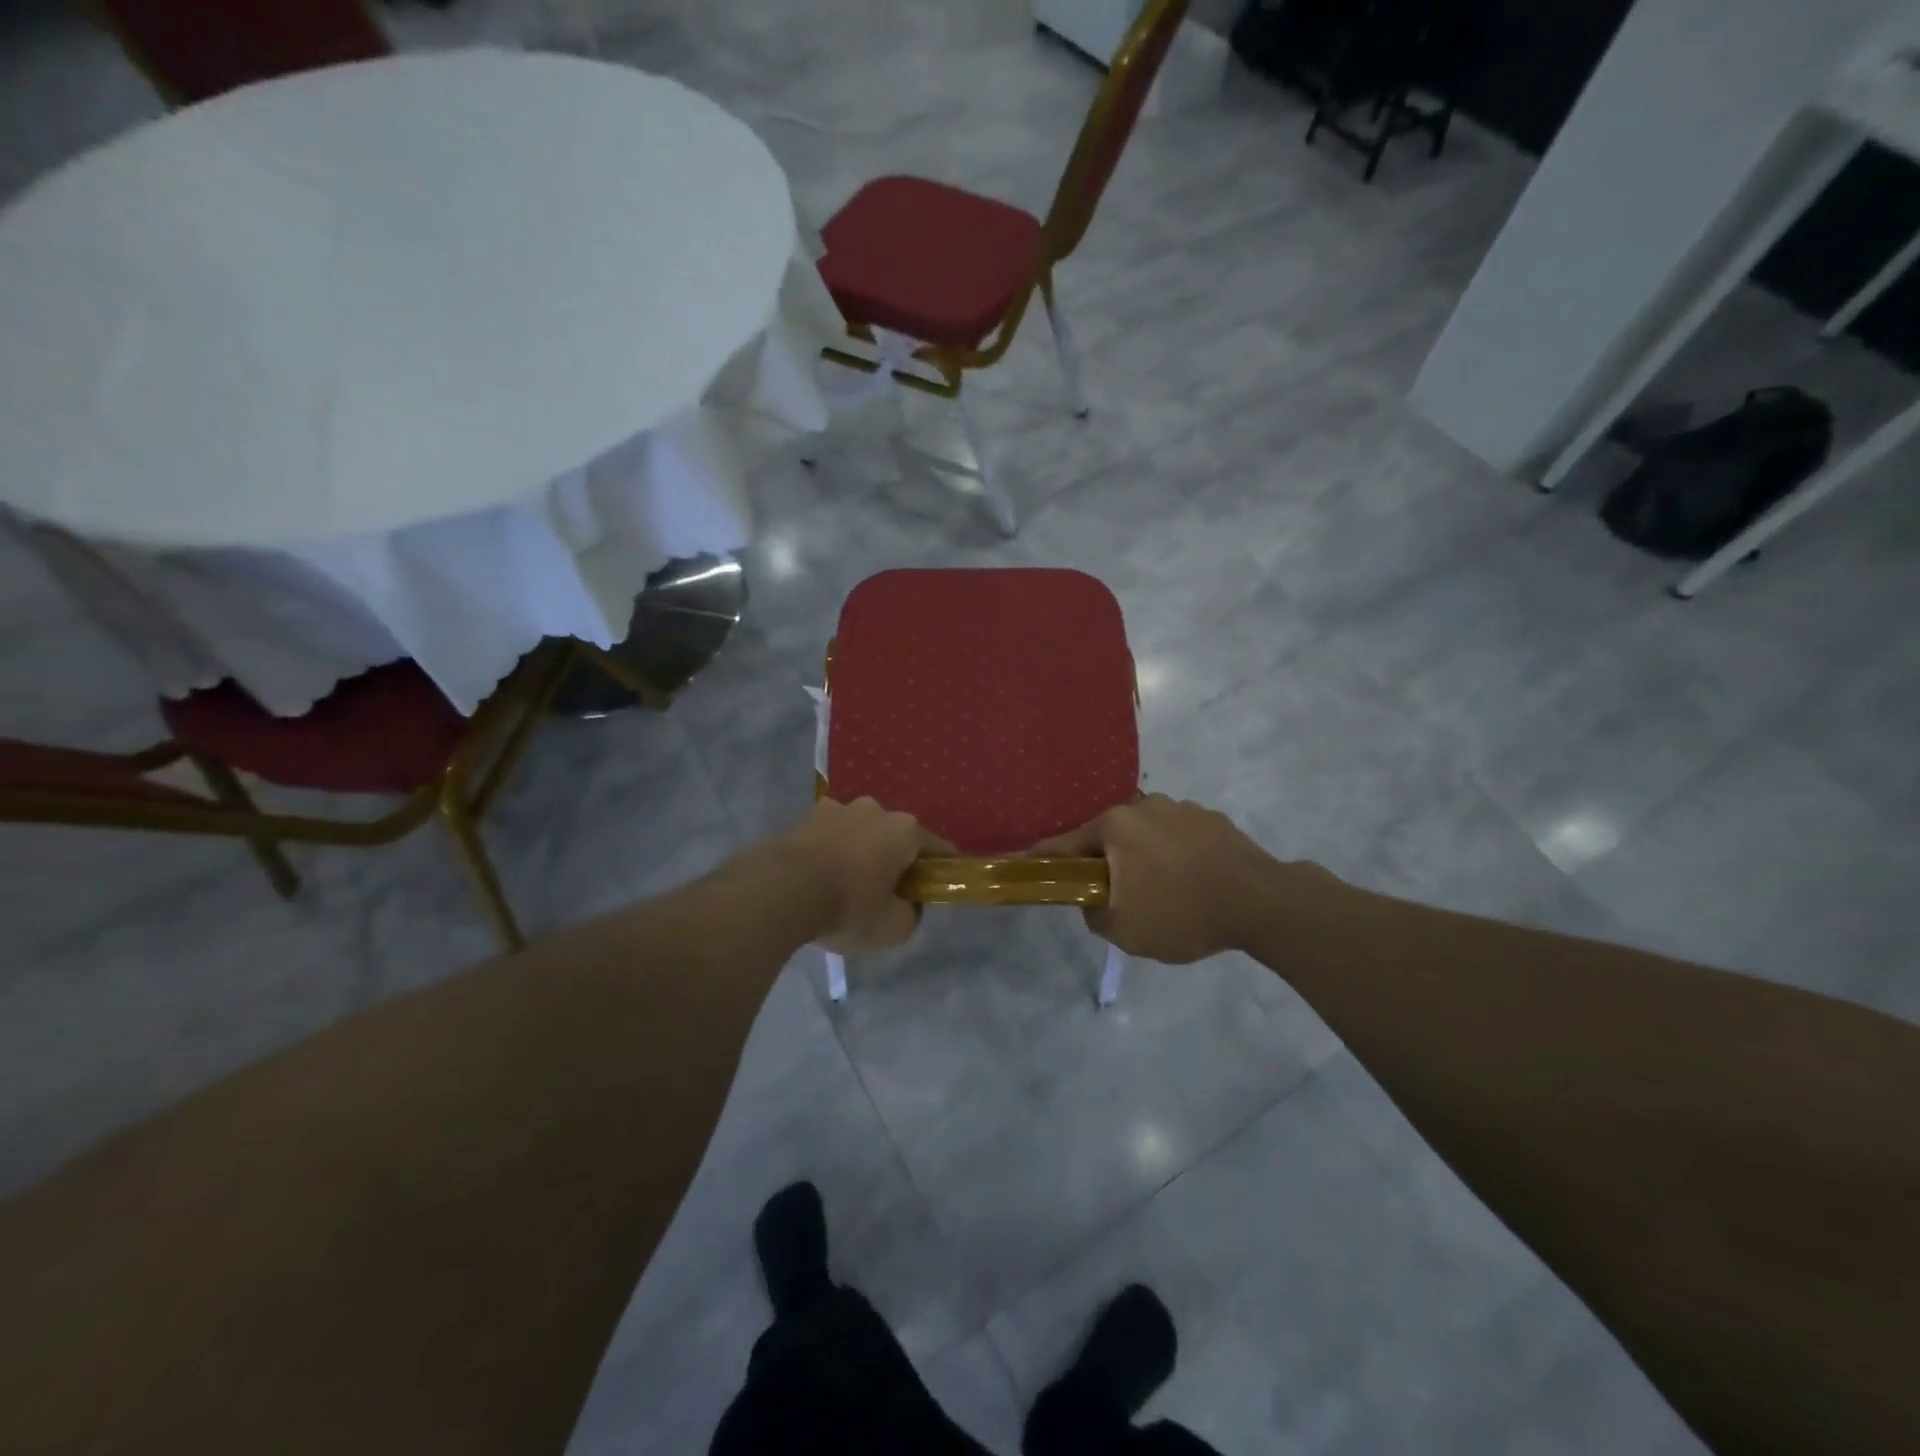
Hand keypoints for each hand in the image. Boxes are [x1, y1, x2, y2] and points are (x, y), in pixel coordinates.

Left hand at [776, 797, 944, 950]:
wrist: (781, 890)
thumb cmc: (849, 905)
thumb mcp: (894, 928)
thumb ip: (911, 915)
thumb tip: (908, 906)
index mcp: (905, 830)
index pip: (938, 848)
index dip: (942, 869)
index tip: (938, 886)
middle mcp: (875, 809)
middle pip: (895, 836)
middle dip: (895, 859)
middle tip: (887, 892)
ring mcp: (838, 808)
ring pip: (860, 832)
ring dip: (860, 852)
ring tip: (847, 884)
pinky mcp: (805, 816)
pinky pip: (829, 836)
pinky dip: (831, 851)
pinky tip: (820, 877)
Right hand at [1031, 794, 1278, 963]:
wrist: (1262, 903)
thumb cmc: (1182, 914)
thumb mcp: (1125, 931)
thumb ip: (1095, 915)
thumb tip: (1093, 902)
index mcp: (1115, 826)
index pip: (1065, 843)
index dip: (1045, 858)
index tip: (1030, 865)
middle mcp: (1144, 806)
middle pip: (1108, 836)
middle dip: (1104, 862)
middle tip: (1112, 894)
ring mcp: (1181, 809)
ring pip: (1145, 834)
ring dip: (1143, 856)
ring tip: (1161, 891)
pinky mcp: (1212, 819)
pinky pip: (1178, 837)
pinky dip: (1175, 855)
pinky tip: (1191, 881)